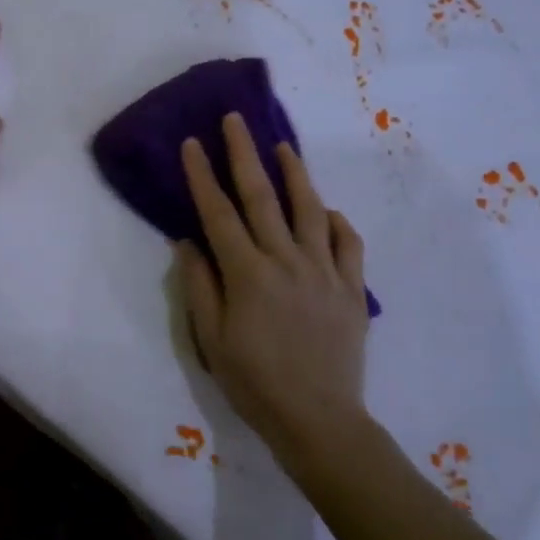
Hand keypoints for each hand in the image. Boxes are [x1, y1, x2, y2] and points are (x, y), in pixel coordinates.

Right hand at [176, 114, 371, 470]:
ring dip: (295, 174)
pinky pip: (349, 244)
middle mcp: (286, 261)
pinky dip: (337, 222)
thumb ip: (200, 285)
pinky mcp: (351, 288)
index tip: (193, 143)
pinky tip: (327, 211)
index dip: (203, 175)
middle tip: (236, 120)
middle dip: (245, 154)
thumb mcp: (211, 339)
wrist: (318, 419)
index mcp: (247, 273)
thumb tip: (188, 241)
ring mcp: (324, 271)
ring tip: (283, 147)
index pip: (218, 212)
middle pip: (262, 197)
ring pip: (310, 210)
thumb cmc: (254, 381)